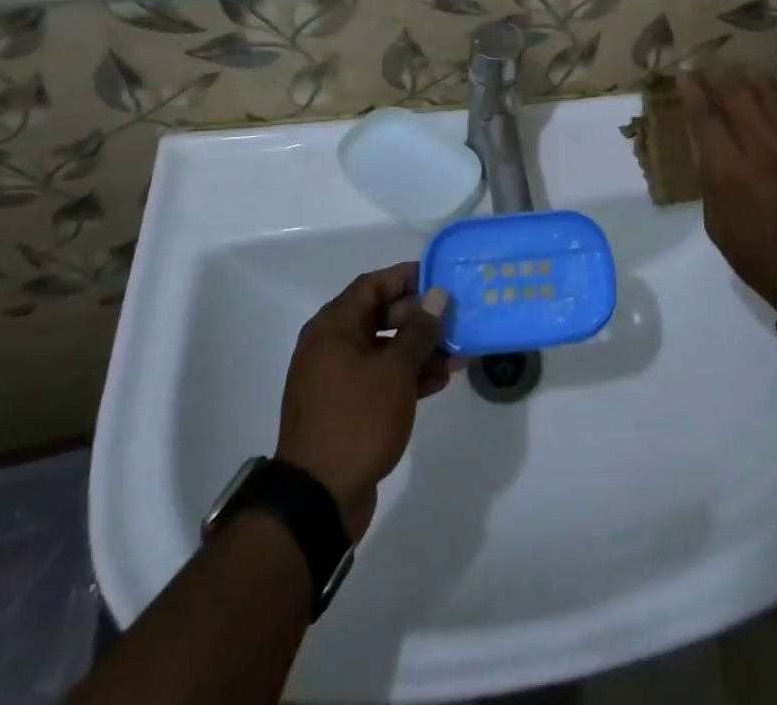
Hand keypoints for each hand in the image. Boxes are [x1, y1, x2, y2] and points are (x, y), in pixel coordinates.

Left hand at [275, 263, 455, 539]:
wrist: (318, 499)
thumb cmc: (357, 420)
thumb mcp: (395, 371)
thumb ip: (419, 330)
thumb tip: (437, 295)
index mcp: (333, 327)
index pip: (374, 285)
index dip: (408, 277)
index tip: (442, 279)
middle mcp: (331, 346)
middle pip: (380, 315)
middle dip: (420, 317)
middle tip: (455, 319)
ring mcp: (337, 379)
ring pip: (384, 349)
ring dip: (419, 349)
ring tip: (458, 352)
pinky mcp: (346, 408)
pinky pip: (380, 378)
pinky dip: (407, 376)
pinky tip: (440, 380)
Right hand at [679, 71, 776, 305]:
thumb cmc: (758, 254)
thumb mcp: (716, 221)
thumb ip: (711, 176)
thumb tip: (711, 143)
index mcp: (729, 170)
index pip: (705, 114)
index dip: (693, 88)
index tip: (686, 75)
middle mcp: (763, 146)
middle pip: (738, 91)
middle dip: (719, 76)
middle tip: (711, 72)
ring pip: (770, 90)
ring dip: (750, 79)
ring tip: (741, 78)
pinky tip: (775, 91)